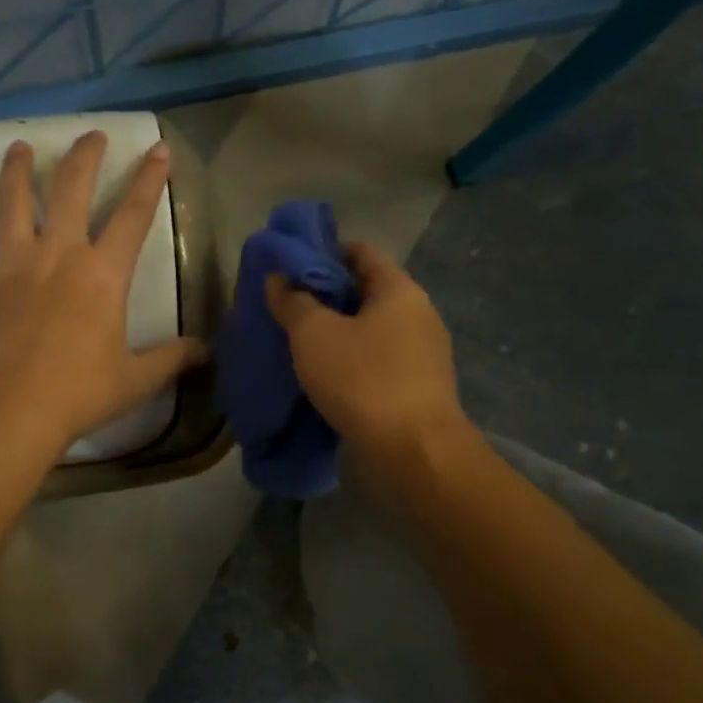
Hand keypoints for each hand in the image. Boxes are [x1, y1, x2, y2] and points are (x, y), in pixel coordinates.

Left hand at [0, 132, 206, 459]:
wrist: (9, 412)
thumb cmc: (78, 394)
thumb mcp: (135, 380)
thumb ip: (171, 359)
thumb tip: (206, 351)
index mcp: (103, 275)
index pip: (133, 215)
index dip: (149, 180)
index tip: (157, 150)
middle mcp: (59, 254)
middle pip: (72, 189)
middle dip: (85, 156)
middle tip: (91, 135)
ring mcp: (14, 263)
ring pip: (16, 200)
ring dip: (20, 168)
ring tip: (21, 145)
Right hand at [266, 242, 463, 470]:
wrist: (414, 451)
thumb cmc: (363, 380)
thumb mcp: (314, 335)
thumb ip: (293, 302)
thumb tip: (279, 279)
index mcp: (399, 290)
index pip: (362, 251)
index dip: (325, 252)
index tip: (292, 267)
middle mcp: (418, 313)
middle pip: (367, 290)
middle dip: (326, 296)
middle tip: (288, 306)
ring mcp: (423, 352)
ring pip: (372, 328)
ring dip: (339, 331)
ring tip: (300, 343)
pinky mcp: (419, 386)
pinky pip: (379, 359)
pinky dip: (352, 359)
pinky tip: (326, 375)